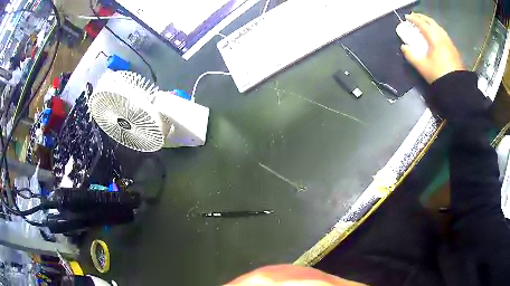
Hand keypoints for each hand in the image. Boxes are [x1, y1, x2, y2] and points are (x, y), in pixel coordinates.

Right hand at [401, 13, 464, 83]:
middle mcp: (443, 37)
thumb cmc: (439, 76)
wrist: (456, 88)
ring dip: (430, 23)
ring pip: (438, 27)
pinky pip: (443, 34)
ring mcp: (449, 43)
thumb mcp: (422, 67)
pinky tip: (435, 35)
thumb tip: (404, 47)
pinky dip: (437, 30)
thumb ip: (411, 55)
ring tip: (425, 24)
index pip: (422, 24)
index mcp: (435, 39)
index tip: (407, 17)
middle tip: (415, 17)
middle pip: (431, 22)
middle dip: (422, 17)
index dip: (414, 19)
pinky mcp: (454, 50)